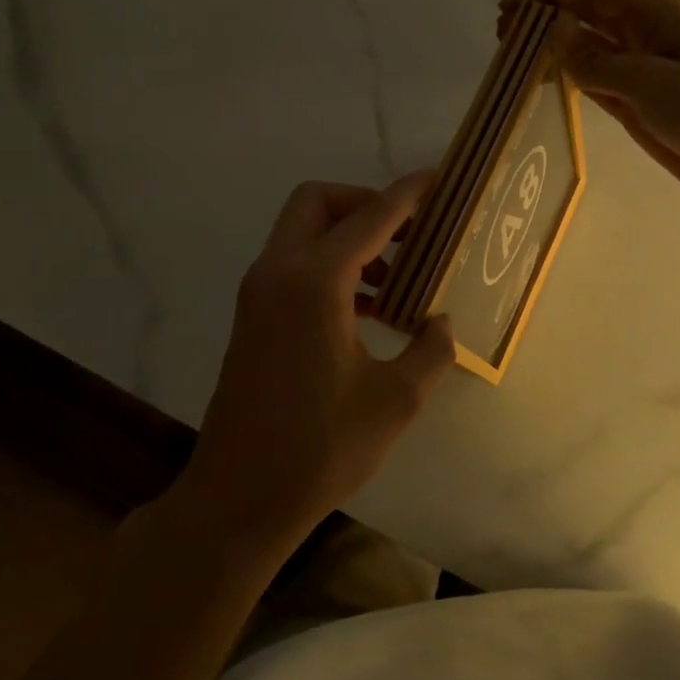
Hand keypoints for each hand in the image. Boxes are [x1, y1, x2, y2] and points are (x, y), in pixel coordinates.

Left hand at [178, 174, 455, 551]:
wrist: (238, 499)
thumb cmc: (320, 447)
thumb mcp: (396, 400)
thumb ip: (431, 350)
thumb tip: (441, 323)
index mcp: (315, 282)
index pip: (370, 216)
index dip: (408, 194)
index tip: (438, 181)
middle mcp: (279, 272)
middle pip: (318, 202)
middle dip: (365, 203)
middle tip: (408, 232)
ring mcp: (258, 294)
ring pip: (302, 231)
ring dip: (348, 236)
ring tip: (396, 276)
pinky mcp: (252, 317)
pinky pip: (293, 264)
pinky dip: (330, 264)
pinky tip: (366, 308)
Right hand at [503, 0, 679, 213]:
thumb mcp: (647, 82)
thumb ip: (595, 59)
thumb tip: (550, 33)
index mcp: (650, 13)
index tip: (508, 8)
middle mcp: (640, 32)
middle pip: (583, 10)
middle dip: (542, 15)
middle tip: (503, 36)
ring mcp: (637, 67)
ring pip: (584, 44)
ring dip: (550, 45)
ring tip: (512, 58)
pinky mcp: (634, 99)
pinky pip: (591, 77)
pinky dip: (566, 75)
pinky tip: (543, 82)